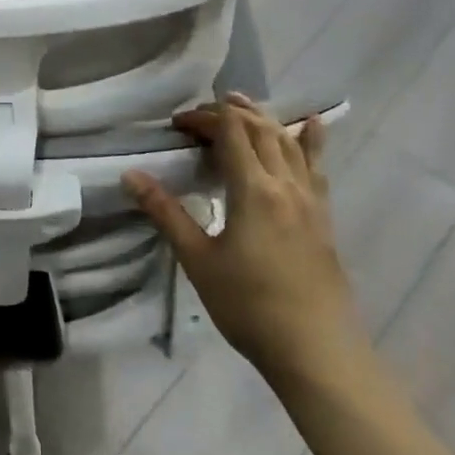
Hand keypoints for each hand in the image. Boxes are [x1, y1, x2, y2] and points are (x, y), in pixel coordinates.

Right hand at [125, 93, 367, 391]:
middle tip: (199, 116)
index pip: (230, 131)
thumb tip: (130, 175)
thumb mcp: (198, 260)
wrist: (316, 351)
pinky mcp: (324, 216)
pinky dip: (310, 139)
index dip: (203, 117)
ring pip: (288, 141)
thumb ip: (165, 212)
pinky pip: (316, 165)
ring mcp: (310, 199)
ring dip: (263, 117)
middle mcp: (285, 184)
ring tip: (241, 104)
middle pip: (259, 128)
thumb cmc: (249, 306)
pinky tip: (310, 125)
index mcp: (254, 189)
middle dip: (228, 112)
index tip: (177, 125)